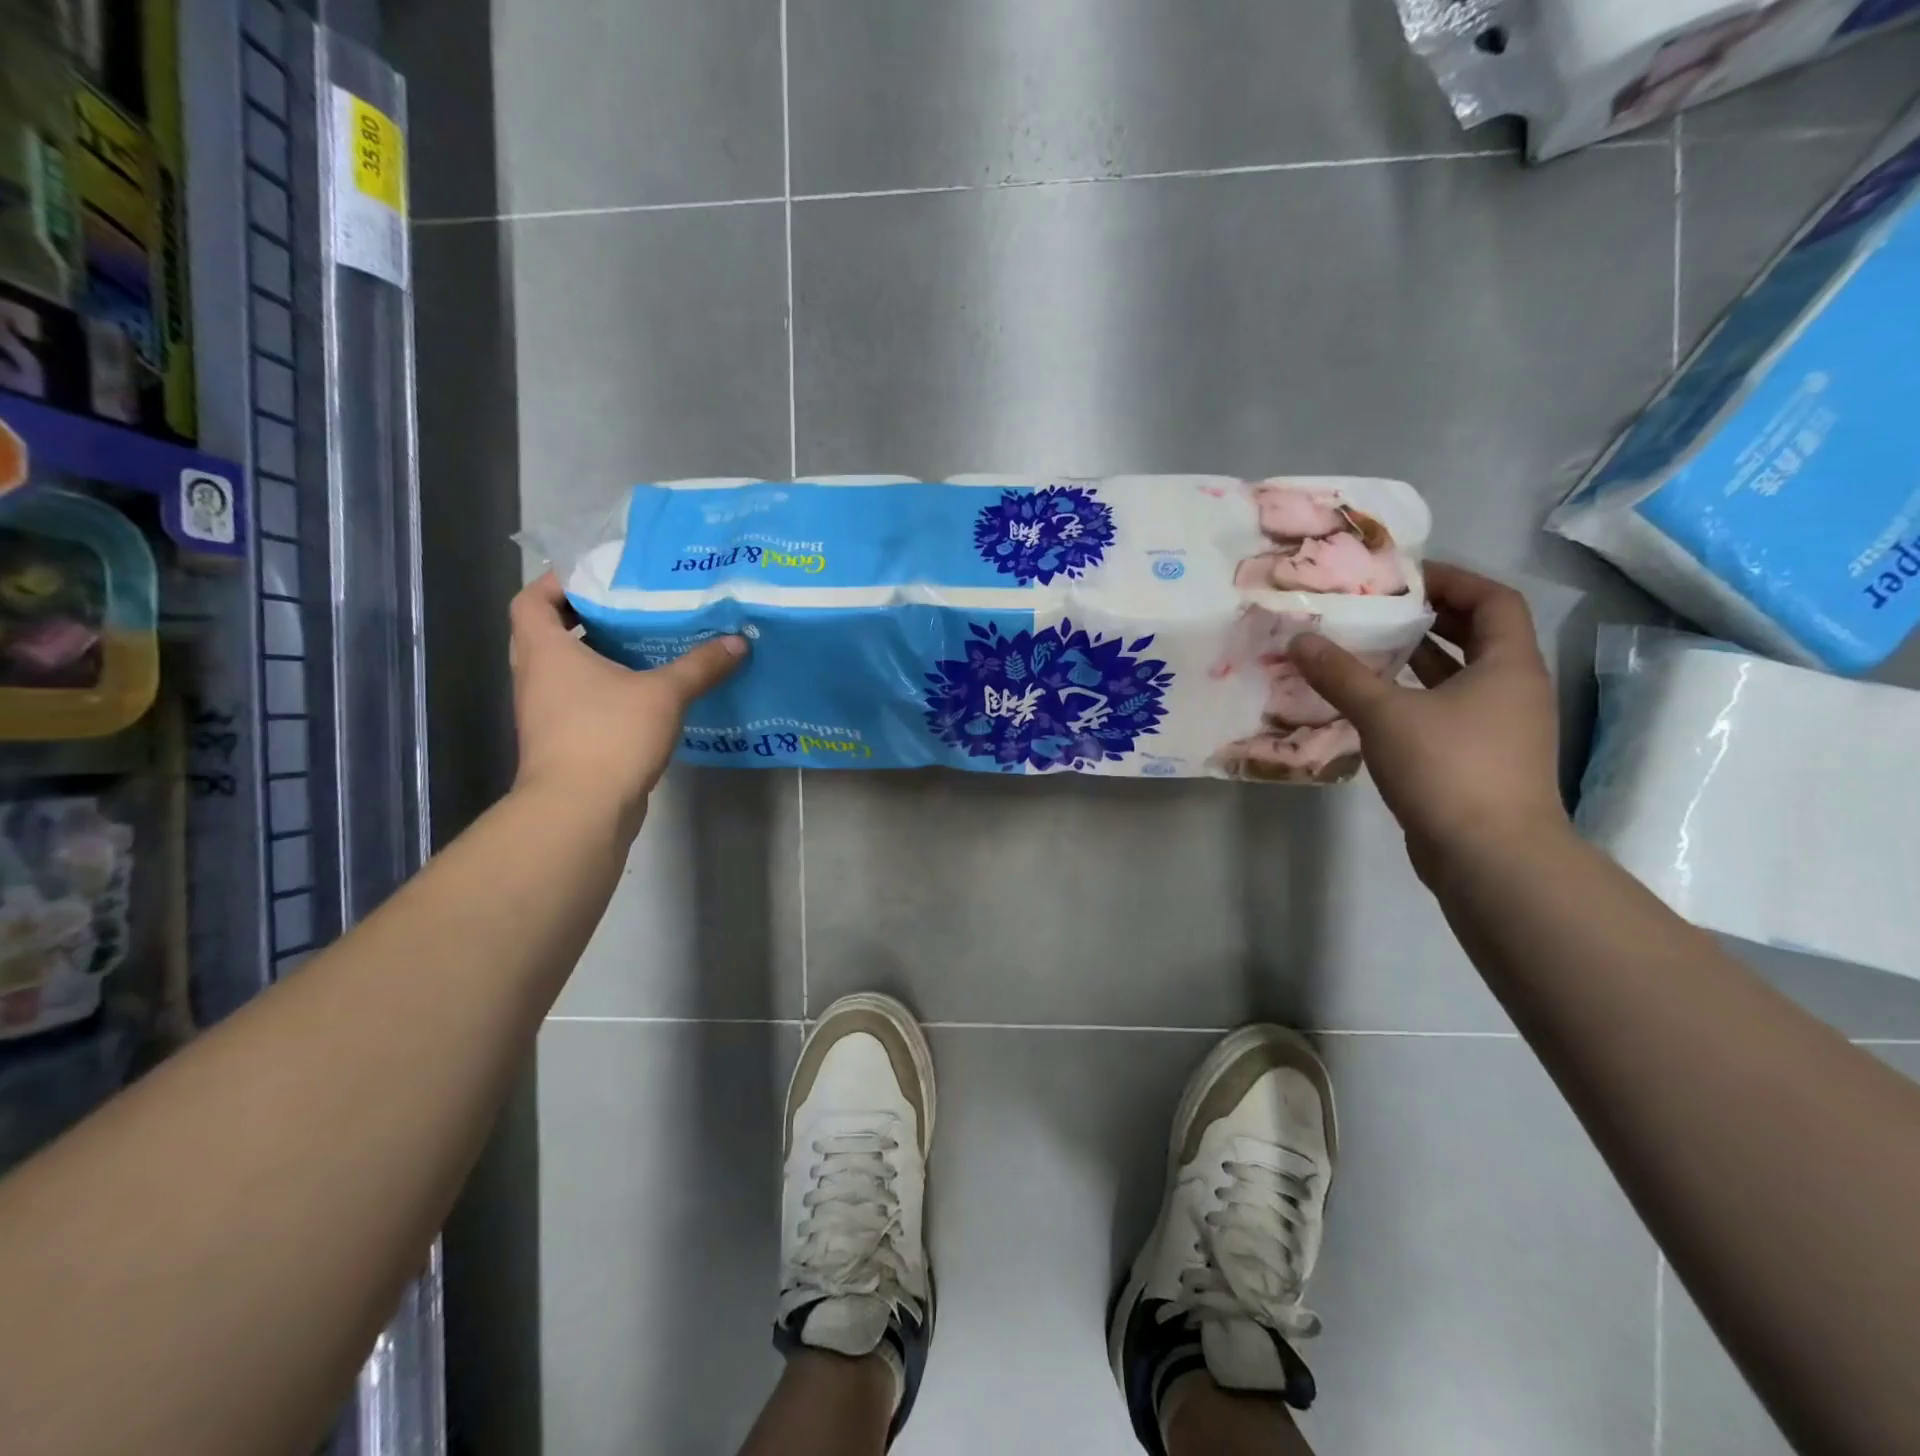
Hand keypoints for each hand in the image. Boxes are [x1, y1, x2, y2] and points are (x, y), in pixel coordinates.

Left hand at [508, 573, 744, 829]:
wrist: (580, 810)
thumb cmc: (609, 735)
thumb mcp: (665, 694)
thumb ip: (700, 666)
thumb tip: (737, 641)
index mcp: (546, 651)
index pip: (532, 600)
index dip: (558, 583)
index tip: (597, 579)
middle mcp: (536, 677)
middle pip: (546, 633)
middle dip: (584, 619)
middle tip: (629, 610)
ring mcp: (545, 712)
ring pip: (564, 670)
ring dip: (595, 657)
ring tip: (643, 646)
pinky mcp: (562, 741)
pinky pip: (579, 701)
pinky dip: (604, 691)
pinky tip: (646, 694)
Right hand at [1289, 562, 1568, 878]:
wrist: (1490, 857)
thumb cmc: (1449, 769)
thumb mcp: (1386, 714)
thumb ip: (1341, 675)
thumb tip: (1301, 639)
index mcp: (1508, 666)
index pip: (1494, 600)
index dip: (1453, 580)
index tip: (1404, 577)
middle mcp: (1512, 690)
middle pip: (1478, 636)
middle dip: (1429, 618)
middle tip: (1377, 609)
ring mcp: (1498, 729)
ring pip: (1457, 678)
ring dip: (1417, 661)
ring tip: (1365, 649)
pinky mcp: (1477, 761)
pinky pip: (1444, 712)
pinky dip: (1412, 699)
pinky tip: (1370, 705)